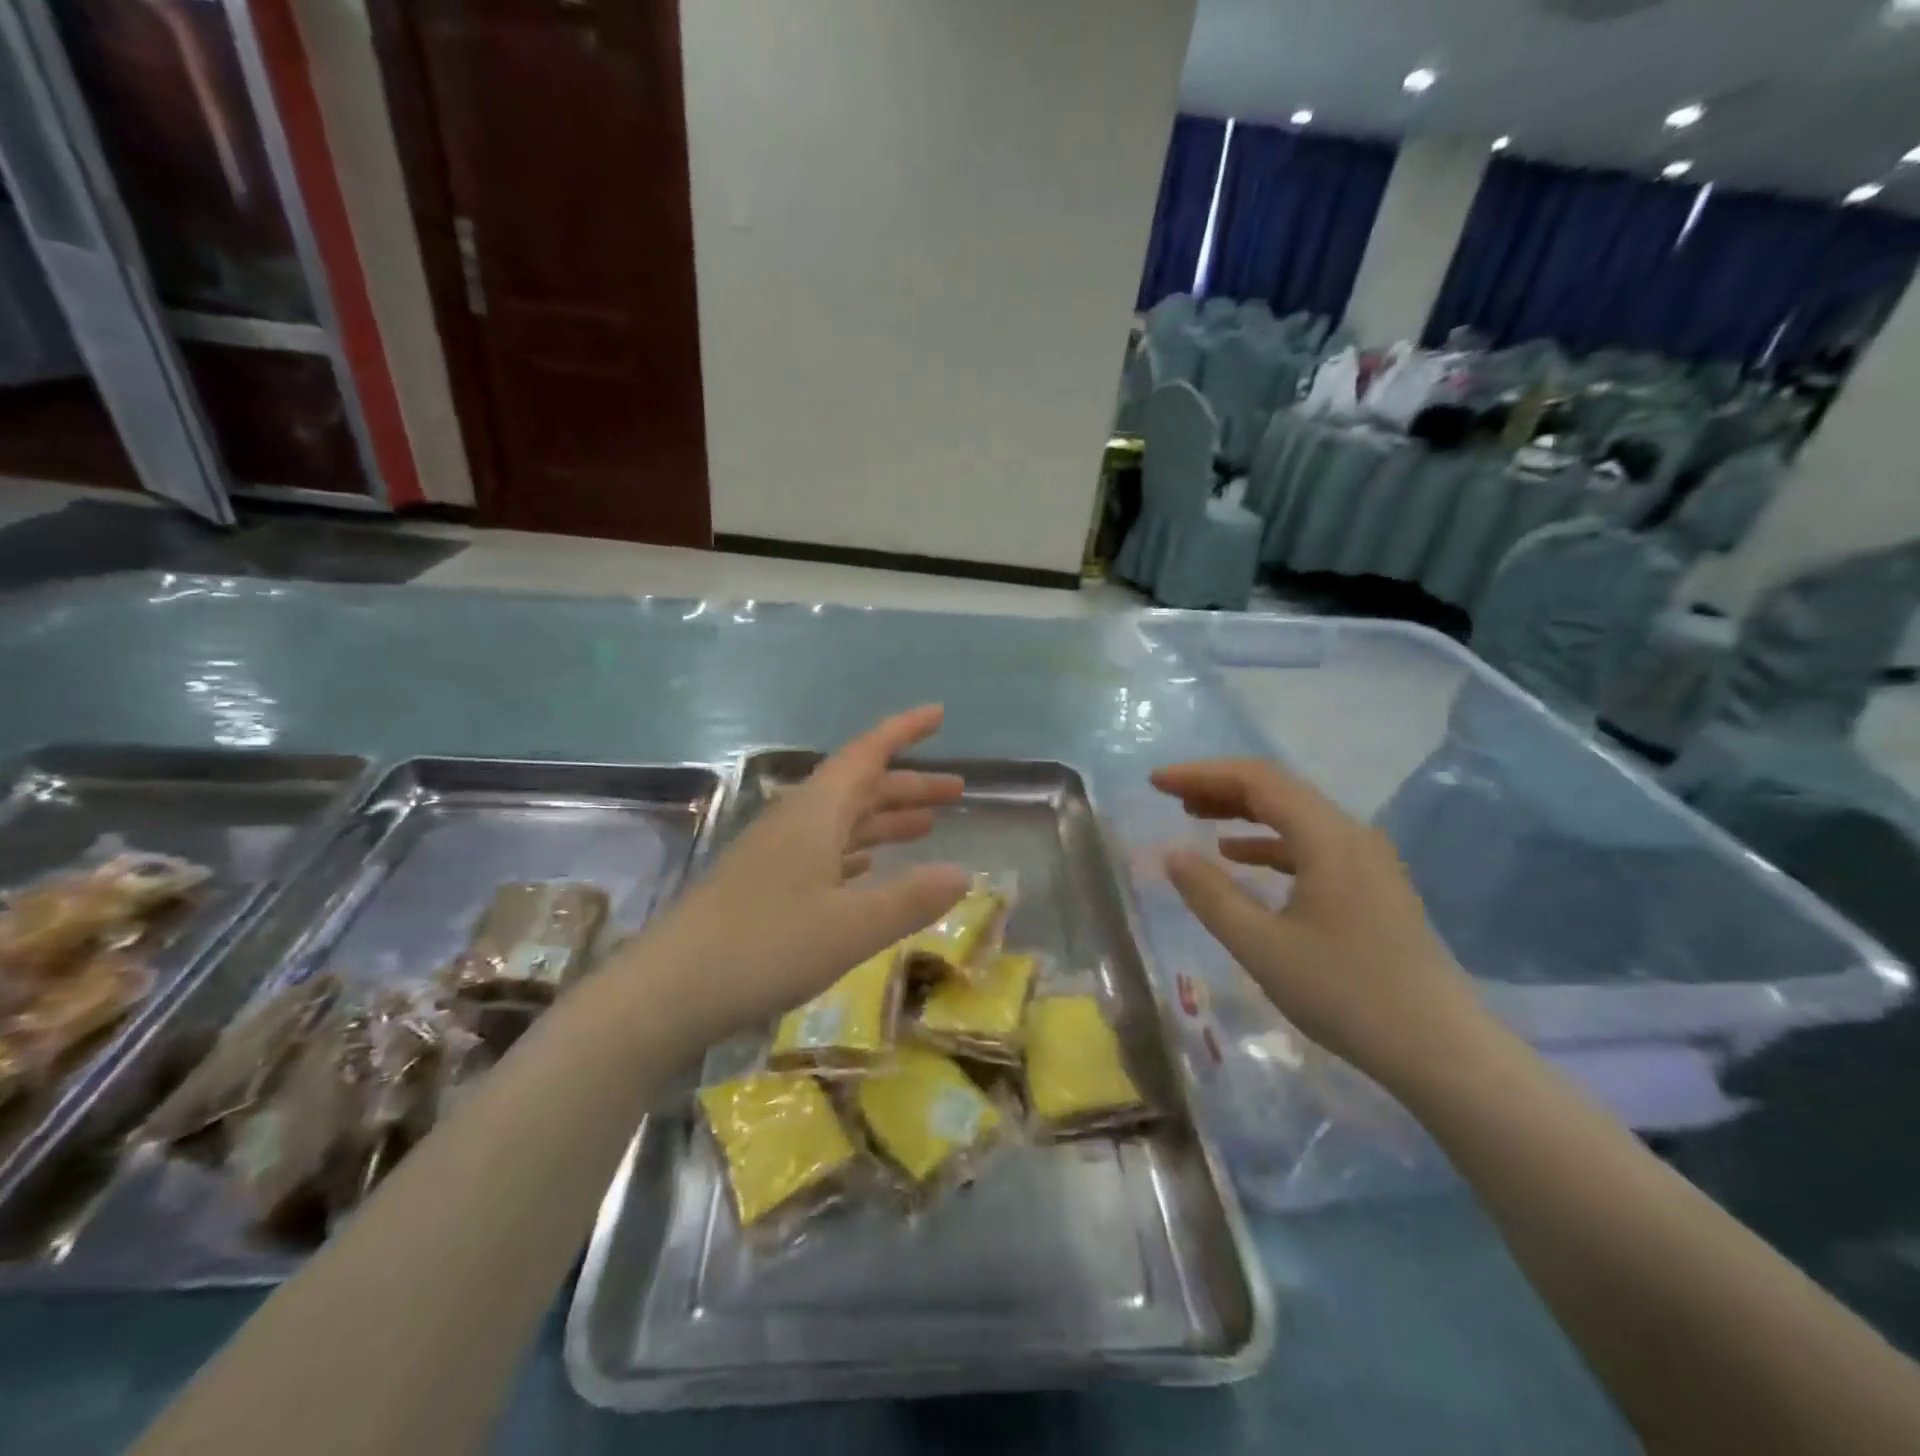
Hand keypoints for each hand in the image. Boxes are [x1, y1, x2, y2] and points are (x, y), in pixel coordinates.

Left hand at [643, 706, 969, 1039]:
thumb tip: (963, 873)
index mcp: (816, 812)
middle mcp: (797, 820)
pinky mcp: (765, 883)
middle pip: (860, 787)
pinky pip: (823, 849)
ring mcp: (777, 851)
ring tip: (927, 826)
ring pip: (843, 820)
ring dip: (885, 818)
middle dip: (908, 785)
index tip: (938, 714)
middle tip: (956, 790)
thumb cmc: (766, 946)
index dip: (904, 731)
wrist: (670, 989)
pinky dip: (856, 849)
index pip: (867, 753)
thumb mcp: (852, 927)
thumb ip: (911, 899)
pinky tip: (870, 865)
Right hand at [1152, 758, 1488, 1083]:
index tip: (1156, 782)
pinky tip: (1239, 857)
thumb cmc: (1346, 995)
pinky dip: (1267, 842)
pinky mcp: (1371, 885)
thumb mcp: (1262, 947)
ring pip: (1294, 816)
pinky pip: (1310, 844)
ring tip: (1194, 816)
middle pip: (1277, 790)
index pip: (1257, 780)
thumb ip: (1211, 895)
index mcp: (1328, 838)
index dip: (1201, 774)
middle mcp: (1351, 835)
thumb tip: (1172, 854)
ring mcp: (1367, 860)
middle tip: (1169, 795)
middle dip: (1218, 787)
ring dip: (1241, 811)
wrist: (1442, 1051)